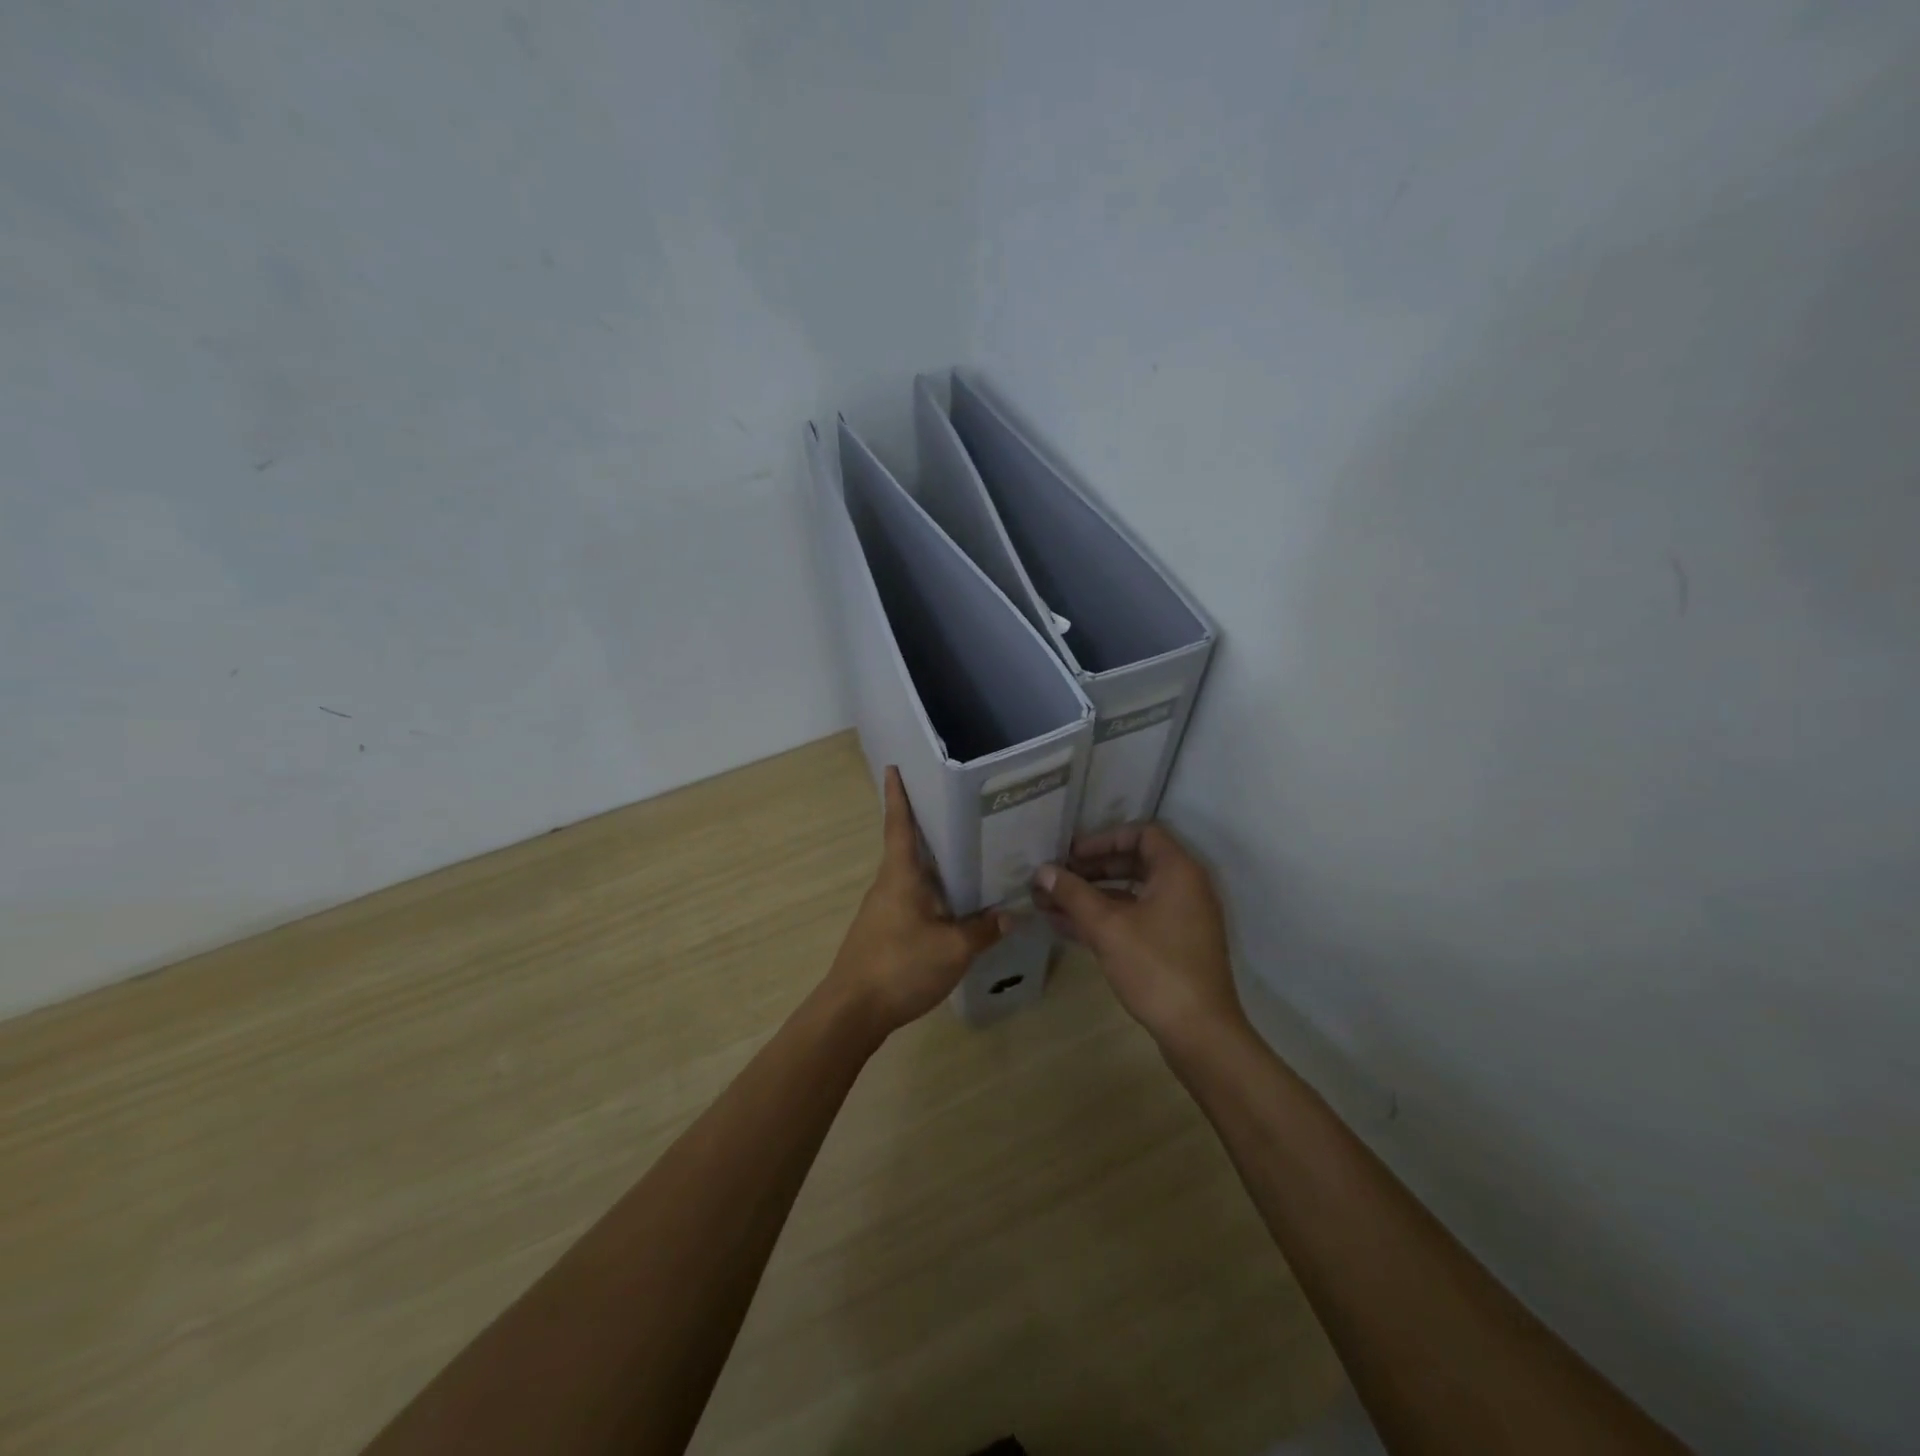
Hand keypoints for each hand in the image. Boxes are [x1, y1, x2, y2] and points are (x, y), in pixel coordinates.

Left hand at [827, 767, 1008, 1033]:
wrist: (852, 1011)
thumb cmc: (899, 966)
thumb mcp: (952, 949)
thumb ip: (983, 930)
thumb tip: (1010, 915)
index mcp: (900, 875)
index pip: (898, 824)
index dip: (897, 795)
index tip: (895, 767)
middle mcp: (888, 884)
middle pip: (908, 846)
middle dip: (928, 825)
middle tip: (960, 807)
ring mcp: (883, 908)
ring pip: (912, 874)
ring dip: (934, 861)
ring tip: (968, 852)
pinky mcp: (884, 930)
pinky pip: (913, 898)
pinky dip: (933, 890)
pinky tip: (955, 902)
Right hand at [1033, 823, 1245, 1051]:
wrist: (1200, 1032)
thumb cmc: (1155, 968)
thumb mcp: (1107, 927)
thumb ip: (1073, 894)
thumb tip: (1042, 871)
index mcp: (1178, 871)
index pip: (1141, 833)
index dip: (1103, 839)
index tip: (1072, 853)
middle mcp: (1185, 887)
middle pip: (1134, 862)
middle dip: (1091, 869)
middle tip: (1057, 877)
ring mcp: (1182, 918)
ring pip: (1131, 894)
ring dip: (1092, 896)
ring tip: (1050, 903)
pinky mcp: (1175, 945)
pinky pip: (1136, 918)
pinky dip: (1106, 918)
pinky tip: (1067, 927)